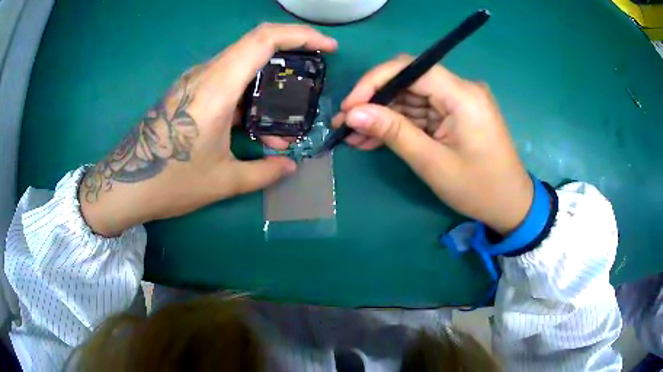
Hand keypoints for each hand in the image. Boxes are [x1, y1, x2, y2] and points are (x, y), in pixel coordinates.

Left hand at [80, 24, 336, 236]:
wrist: (125, 184)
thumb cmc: (171, 181)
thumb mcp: (223, 181)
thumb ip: (263, 172)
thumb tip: (290, 166)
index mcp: (216, 87)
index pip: (263, 39)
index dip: (301, 35)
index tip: (327, 48)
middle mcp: (205, 74)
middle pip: (256, 46)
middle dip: (290, 58)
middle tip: (309, 85)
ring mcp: (194, 82)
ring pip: (242, 65)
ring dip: (267, 86)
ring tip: (281, 123)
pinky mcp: (188, 92)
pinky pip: (226, 81)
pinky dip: (248, 97)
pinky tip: (253, 126)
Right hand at [335, 55, 532, 233]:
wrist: (511, 205)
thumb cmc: (478, 188)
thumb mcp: (432, 162)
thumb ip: (394, 132)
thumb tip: (354, 113)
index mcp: (462, 95)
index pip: (410, 68)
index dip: (375, 81)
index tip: (350, 105)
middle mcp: (461, 89)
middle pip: (409, 81)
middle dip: (375, 101)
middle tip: (345, 123)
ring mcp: (458, 102)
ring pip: (411, 98)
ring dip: (383, 116)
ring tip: (353, 136)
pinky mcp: (456, 115)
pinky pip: (422, 113)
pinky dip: (400, 125)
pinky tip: (374, 139)